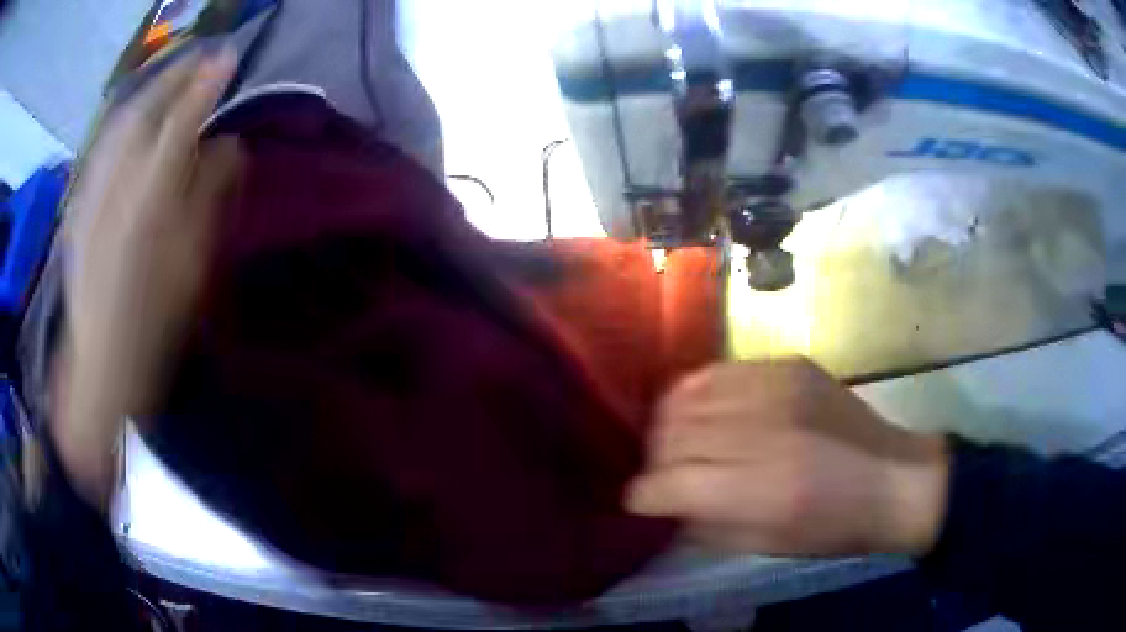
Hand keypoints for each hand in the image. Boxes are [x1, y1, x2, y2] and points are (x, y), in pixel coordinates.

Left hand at [53, 47, 241, 507]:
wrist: (101, 363)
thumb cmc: (155, 323)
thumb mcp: (193, 264)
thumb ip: (211, 197)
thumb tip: (228, 146)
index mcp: (152, 199)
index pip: (183, 121)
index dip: (206, 85)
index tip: (228, 58)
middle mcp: (118, 183)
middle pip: (147, 110)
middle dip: (176, 76)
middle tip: (202, 57)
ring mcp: (94, 191)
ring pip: (121, 122)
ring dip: (149, 90)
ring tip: (171, 76)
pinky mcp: (80, 203)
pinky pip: (103, 146)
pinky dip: (124, 120)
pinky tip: (134, 115)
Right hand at [627, 359, 948, 556]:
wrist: (893, 479)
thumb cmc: (832, 528)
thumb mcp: (765, 545)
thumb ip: (705, 523)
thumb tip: (664, 502)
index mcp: (763, 490)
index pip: (671, 483)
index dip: (643, 494)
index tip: (637, 500)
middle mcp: (766, 431)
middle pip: (674, 433)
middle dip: (653, 458)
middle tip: (659, 473)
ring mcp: (778, 388)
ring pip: (689, 394)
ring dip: (669, 422)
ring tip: (674, 441)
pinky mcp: (789, 365)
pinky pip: (720, 371)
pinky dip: (698, 393)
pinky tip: (704, 412)